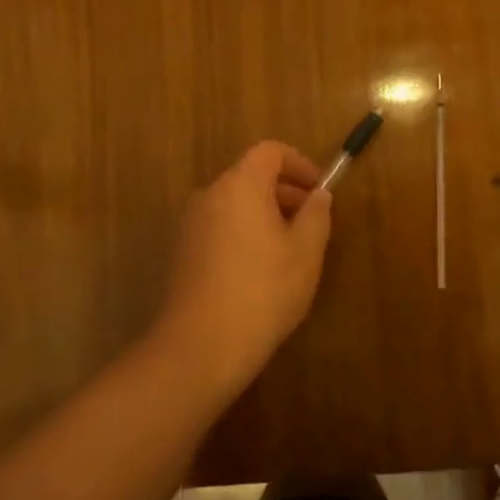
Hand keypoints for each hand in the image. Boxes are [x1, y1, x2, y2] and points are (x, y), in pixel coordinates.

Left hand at [150, 141, 333, 403]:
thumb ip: (316, 215)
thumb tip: (318, 195)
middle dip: (284, 191)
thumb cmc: (263, 291)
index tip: (319, 189)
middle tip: (311, 220)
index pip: (270, 152)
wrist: (200, 348)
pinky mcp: (181, 253)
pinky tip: (260, 270)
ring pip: (234, 204)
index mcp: (240, 185)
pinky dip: (243, 232)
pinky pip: (219, 227)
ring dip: (264, 214)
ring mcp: (190, 225)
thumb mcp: (305, 252)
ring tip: (289, 248)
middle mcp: (209, 195)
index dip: (299, 163)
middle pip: (250, 176)